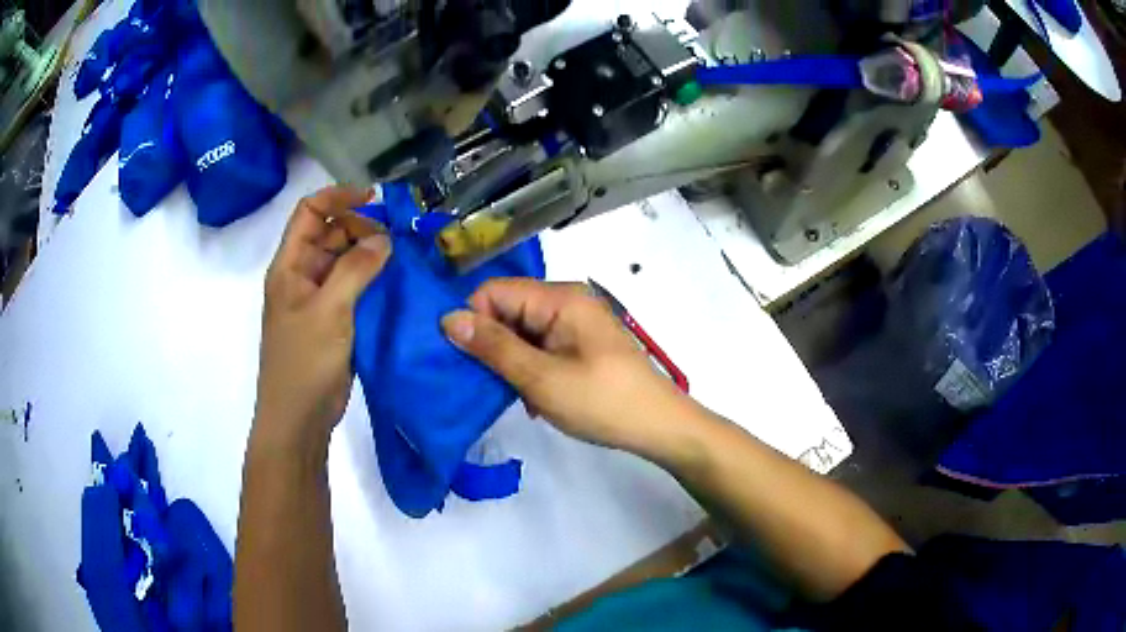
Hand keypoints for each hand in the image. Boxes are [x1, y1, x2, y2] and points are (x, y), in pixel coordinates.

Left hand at [254, 185, 391, 451]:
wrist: (298, 418)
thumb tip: (384, 239)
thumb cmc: (305, 362)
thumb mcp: (330, 311)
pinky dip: (372, 282)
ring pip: (344, 262)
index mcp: (290, 265)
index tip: (375, 199)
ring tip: (403, 259)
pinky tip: (396, 285)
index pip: (310, 212)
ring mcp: (317, 300)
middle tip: (397, 238)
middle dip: (361, 228)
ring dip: (370, 256)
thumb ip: (356, 270)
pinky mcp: (333, 321)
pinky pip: (353, 290)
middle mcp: (301, 276)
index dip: (339, 197)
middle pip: (330, 234)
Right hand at [441, 279, 693, 456]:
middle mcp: (567, 301)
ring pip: (522, 332)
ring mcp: (577, 323)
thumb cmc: (601, 401)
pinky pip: (541, 346)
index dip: (473, 321)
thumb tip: (448, 319)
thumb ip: (493, 347)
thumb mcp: (540, 378)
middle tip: (488, 383)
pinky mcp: (582, 344)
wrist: (658, 426)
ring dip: (511, 362)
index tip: (464, 360)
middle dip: (492, 345)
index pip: (495, 291)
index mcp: (559, 298)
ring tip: (514, 395)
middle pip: (508, 310)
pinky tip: (533, 399)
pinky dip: (530, 369)